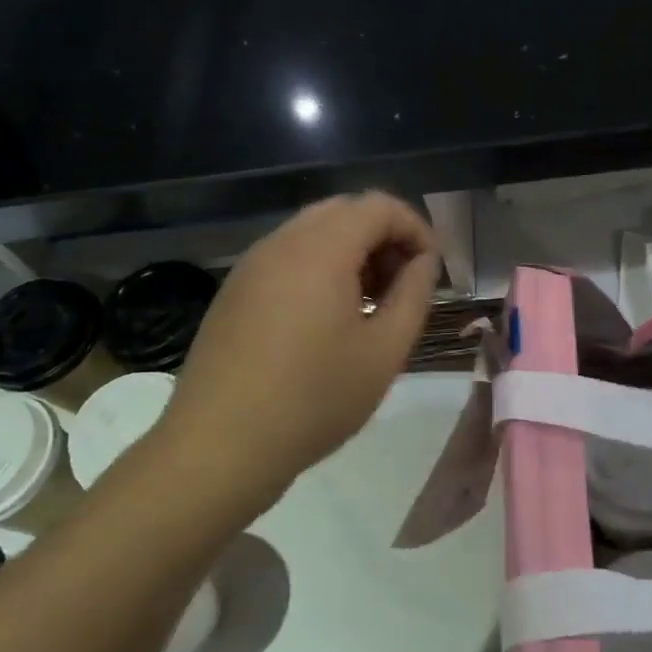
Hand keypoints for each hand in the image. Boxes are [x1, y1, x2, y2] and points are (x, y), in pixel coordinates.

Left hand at [159, 192, 438, 510]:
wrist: (219, 446)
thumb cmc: (314, 399)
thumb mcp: (384, 351)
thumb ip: (414, 294)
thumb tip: (423, 262)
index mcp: (321, 249)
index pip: (379, 206)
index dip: (416, 228)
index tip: (432, 270)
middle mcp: (282, 242)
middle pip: (345, 211)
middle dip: (384, 237)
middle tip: (403, 285)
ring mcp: (251, 265)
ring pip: (314, 232)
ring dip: (352, 252)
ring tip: (370, 305)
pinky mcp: (235, 291)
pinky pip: (288, 257)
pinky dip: (321, 267)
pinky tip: (328, 318)